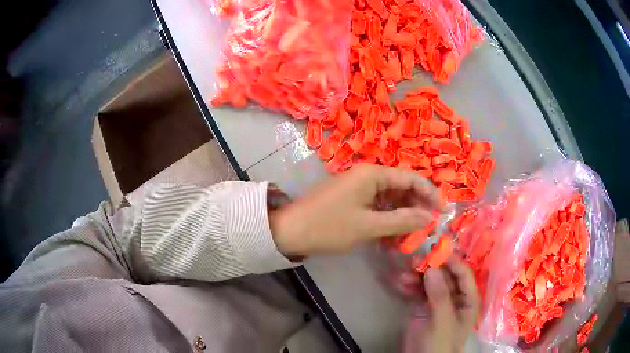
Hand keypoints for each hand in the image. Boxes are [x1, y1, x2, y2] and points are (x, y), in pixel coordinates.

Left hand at [269, 164, 442, 256]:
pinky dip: (386, 220)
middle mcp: (367, 176)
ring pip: (389, 200)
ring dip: (401, 217)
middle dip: (415, 208)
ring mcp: (358, 188)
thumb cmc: (329, 226)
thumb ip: (401, 221)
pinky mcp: (351, 200)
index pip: (410, 178)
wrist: (289, 232)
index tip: (442, 212)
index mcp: (372, 174)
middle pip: (401, 188)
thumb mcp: (368, 226)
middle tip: (426, 228)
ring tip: (409, 237)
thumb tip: (428, 218)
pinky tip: (391, 238)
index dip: (429, 194)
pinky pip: (376, 207)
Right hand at [404, 256, 479, 352]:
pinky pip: (417, 291)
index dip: (452, 261)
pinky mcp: (422, 306)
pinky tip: (398, 282)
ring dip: (416, 276)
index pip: (463, 274)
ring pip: (429, 282)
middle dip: (430, 267)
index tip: (436, 250)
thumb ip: (440, 296)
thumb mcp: (442, 321)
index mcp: (468, 299)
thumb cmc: (440, 344)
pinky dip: (408, 285)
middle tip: (414, 259)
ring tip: (403, 274)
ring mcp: (437, 301)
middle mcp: (454, 296)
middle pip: (445, 275)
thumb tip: (432, 268)